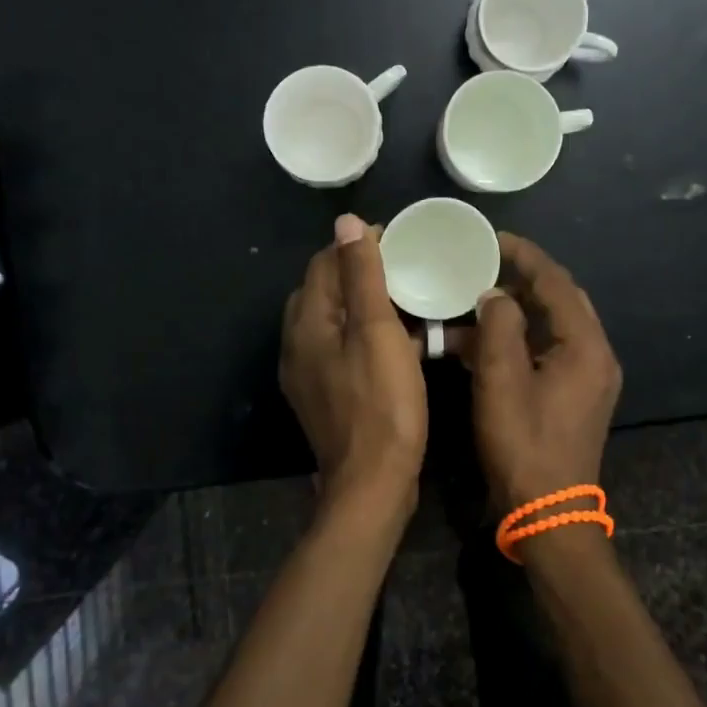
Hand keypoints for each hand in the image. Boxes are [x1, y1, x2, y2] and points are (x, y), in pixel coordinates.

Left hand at [281, 214, 426, 527]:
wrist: (373, 485)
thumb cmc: (381, 404)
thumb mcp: (377, 332)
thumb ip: (362, 275)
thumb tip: (346, 221)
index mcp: (306, 324)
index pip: (324, 265)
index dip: (357, 245)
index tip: (397, 239)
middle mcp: (298, 344)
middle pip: (325, 291)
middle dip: (360, 272)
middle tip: (404, 266)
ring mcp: (309, 373)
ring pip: (336, 321)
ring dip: (367, 305)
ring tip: (407, 298)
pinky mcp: (327, 395)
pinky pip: (344, 349)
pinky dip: (368, 336)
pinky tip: (403, 341)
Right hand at [471, 233, 622, 513]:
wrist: (549, 514)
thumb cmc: (524, 445)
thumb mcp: (501, 381)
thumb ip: (499, 327)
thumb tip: (495, 294)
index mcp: (585, 346)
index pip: (556, 282)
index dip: (525, 255)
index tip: (493, 238)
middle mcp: (595, 355)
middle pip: (561, 300)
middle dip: (523, 278)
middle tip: (484, 264)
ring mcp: (587, 377)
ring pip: (553, 326)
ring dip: (518, 310)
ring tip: (477, 297)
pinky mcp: (575, 395)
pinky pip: (548, 351)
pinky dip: (519, 340)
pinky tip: (482, 341)